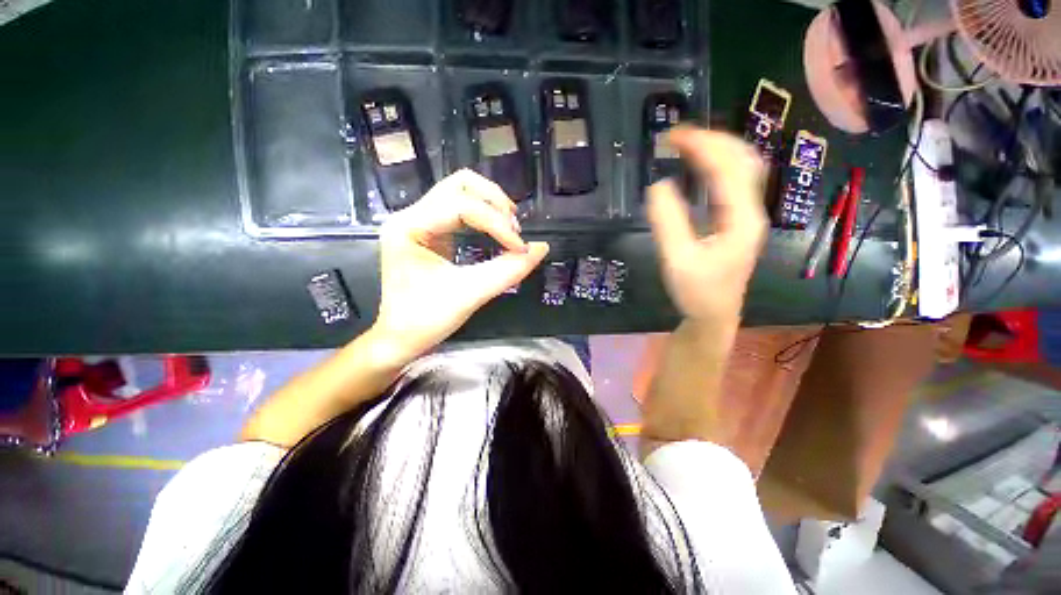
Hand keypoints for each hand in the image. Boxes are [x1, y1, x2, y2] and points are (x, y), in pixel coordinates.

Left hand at [370, 169, 548, 363]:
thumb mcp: (471, 294)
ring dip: (490, 205)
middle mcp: (410, 216)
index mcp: (409, 227)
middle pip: (459, 184)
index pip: (461, 206)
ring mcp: (419, 222)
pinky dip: (484, 216)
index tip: (520, 248)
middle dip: (494, 202)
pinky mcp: (430, 232)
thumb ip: (508, 270)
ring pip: (460, 191)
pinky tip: (497, 231)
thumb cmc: (427, 320)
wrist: (401, 338)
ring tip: (510, 228)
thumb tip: (541, 248)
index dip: (497, 224)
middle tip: (515, 229)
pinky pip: (460, 209)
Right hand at [647, 127, 767, 322]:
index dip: (702, 146)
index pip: (727, 168)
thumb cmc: (697, 292)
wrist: (713, 316)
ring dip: (719, 149)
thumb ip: (668, 221)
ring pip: (744, 169)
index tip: (673, 136)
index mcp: (741, 219)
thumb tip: (659, 185)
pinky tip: (701, 168)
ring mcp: (747, 217)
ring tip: (689, 144)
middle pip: (744, 160)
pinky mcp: (737, 223)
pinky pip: (734, 183)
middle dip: (713, 140)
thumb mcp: (677, 259)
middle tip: (679, 135)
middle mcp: (751, 212)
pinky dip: (718, 166)